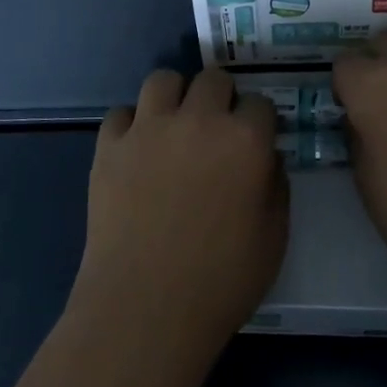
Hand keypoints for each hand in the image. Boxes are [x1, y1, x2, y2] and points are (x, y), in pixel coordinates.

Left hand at [71, 69, 287, 355]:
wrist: (146, 307)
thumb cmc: (222, 281)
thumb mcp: (274, 239)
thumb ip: (277, 187)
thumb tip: (267, 157)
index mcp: (244, 140)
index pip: (260, 102)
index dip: (259, 120)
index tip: (256, 138)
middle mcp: (198, 120)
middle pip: (213, 79)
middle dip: (221, 97)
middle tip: (216, 128)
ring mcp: (148, 128)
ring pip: (163, 79)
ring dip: (174, 97)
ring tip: (174, 125)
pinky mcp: (109, 145)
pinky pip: (121, 113)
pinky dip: (131, 125)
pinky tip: (136, 150)